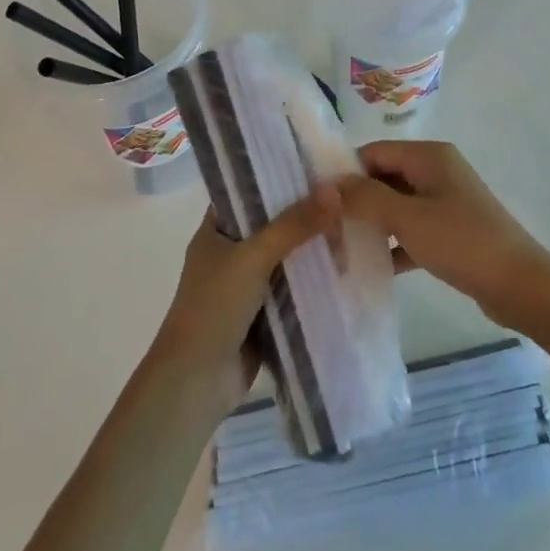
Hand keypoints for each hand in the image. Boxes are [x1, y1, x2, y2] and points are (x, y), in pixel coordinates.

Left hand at [147, 189, 341, 410]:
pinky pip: (293, 290)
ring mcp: (246, 286)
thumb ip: (293, 225)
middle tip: (346, 201)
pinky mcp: (263, 315)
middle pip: (273, 226)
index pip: (247, 192)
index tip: (316, 168)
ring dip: (313, 251)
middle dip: (305, 217)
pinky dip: (313, 283)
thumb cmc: (214, 307)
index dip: (278, 179)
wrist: (197, 382)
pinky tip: (345, 270)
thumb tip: (334, 191)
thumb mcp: (253, 257)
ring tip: (353, 230)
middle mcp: (229, 253)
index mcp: (215, 231)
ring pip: (286, 259)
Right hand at [336, 141, 549, 327]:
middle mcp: (436, 171)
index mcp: (428, 156)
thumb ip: (364, 198)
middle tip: (323, 226)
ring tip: (338, 246)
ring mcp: (445, 202)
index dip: (344, 172)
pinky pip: (412, 230)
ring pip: (396, 205)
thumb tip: (325, 185)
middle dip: (355, 200)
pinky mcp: (451, 231)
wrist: (521, 286)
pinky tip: (370, 266)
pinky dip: (393, 244)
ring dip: (372, 224)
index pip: (373, 152)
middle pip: (384, 177)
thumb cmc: (462, 242)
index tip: (316, 199)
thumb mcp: (407, 217)